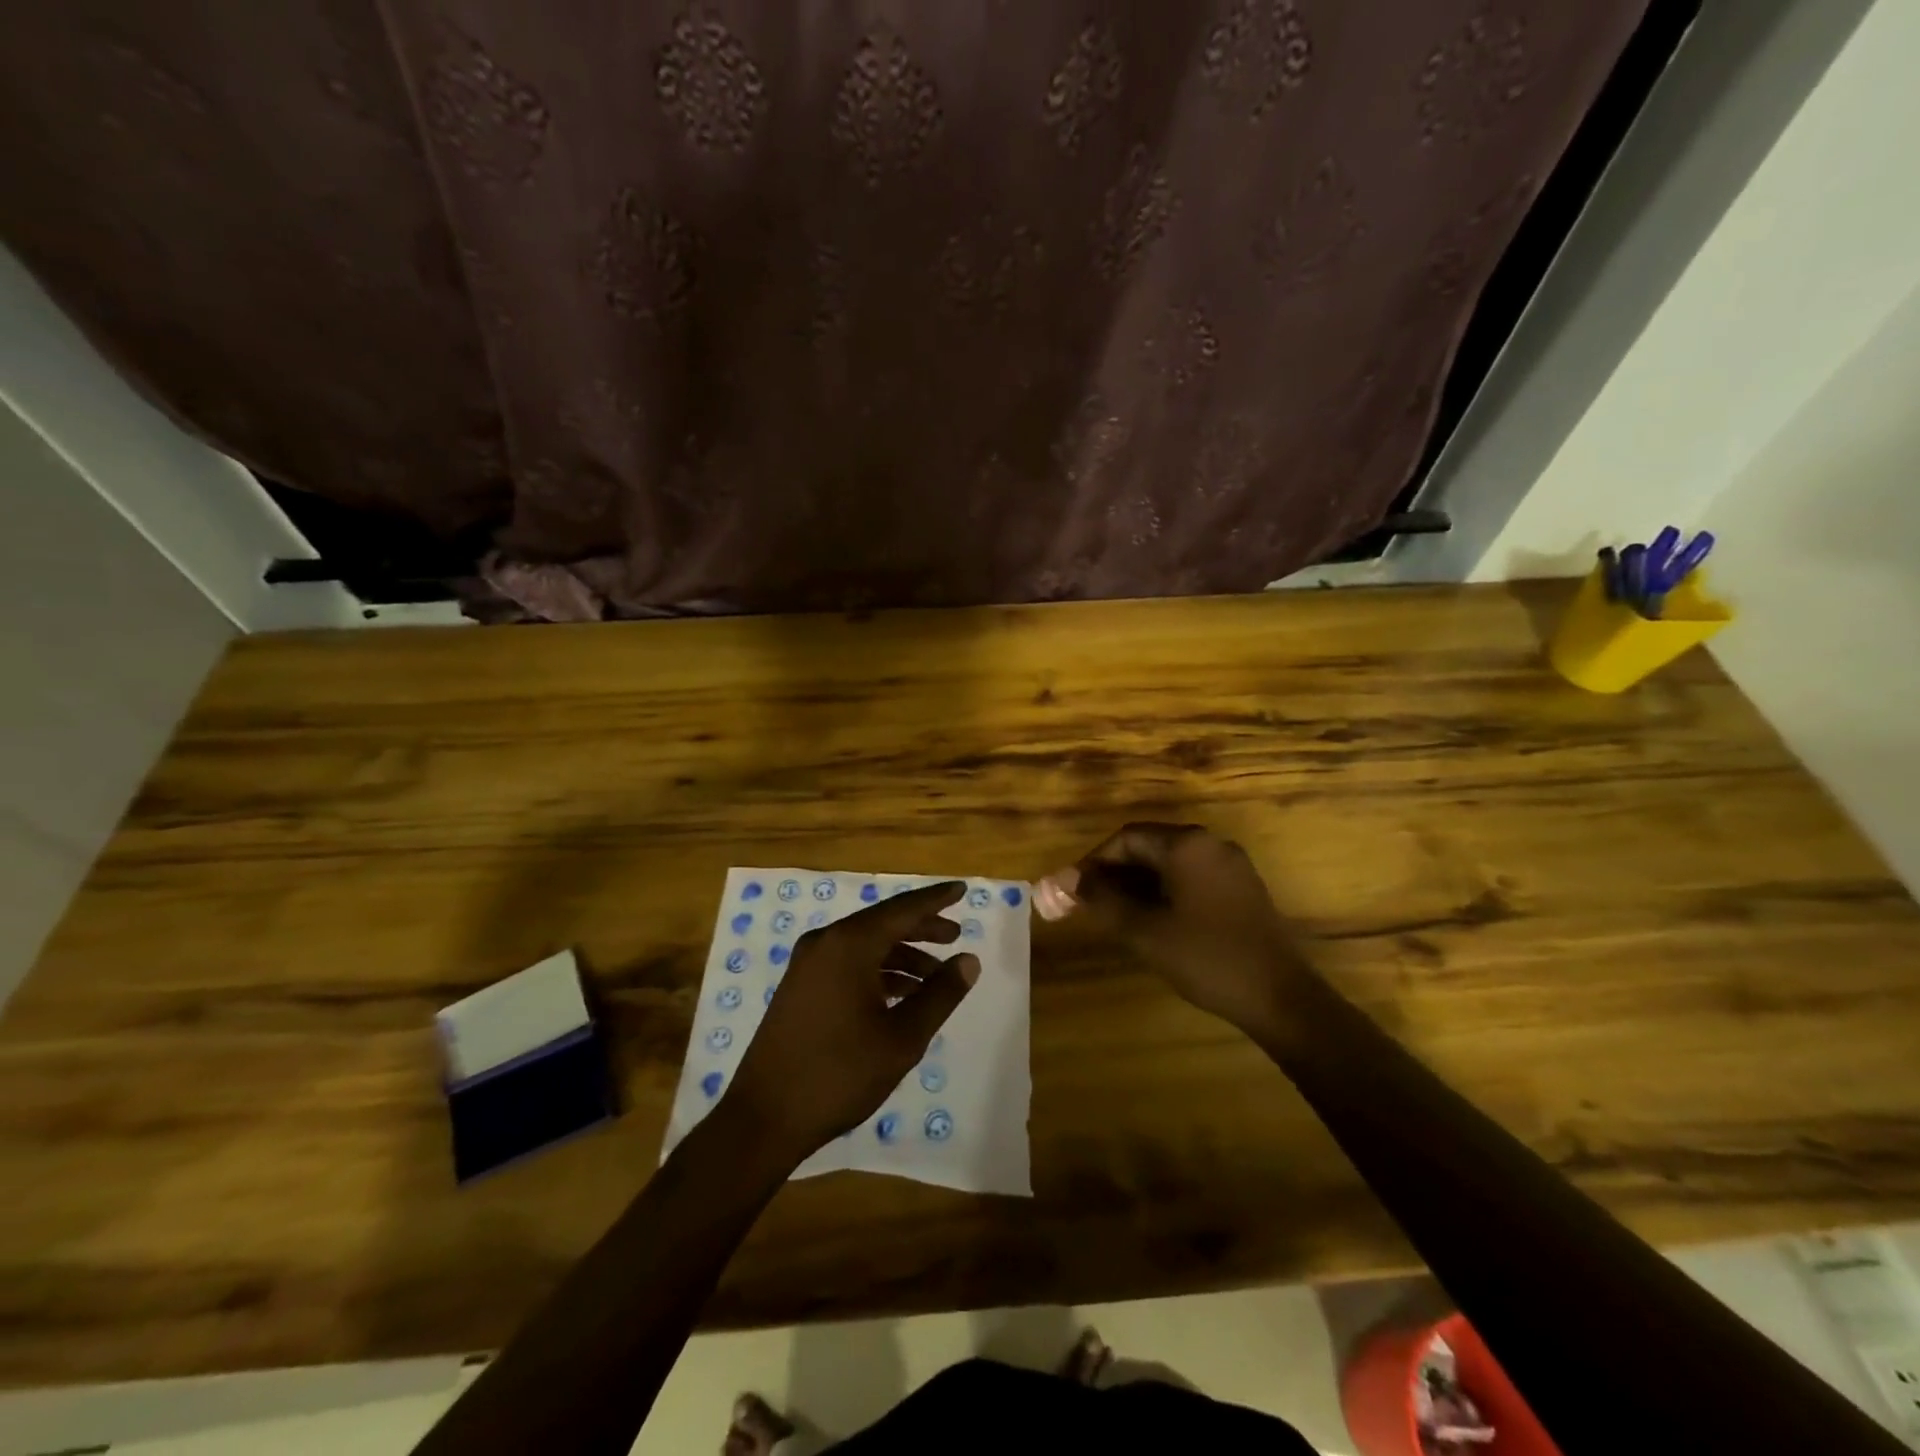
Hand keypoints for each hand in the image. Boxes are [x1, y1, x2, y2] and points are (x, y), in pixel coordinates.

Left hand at [724, 882, 978, 1164]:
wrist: (764, 1117)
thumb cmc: (839, 1074)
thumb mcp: (902, 1037)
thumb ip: (940, 994)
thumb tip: (969, 960)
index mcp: (849, 944)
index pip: (903, 909)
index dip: (936, 899)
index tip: (961, 888)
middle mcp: (825, 943)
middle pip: (883, 924)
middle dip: (921, 929)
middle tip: (955, 936)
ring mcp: (808, 965)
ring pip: (865, 946)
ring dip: (902, 957)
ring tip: (935, 980)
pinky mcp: (800, 987)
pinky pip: (848, 964)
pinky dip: (878, 973)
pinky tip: (900, 998)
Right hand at [1038, 823, 1309, 1035]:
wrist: (1280, 997)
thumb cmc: (1205, 957)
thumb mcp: (1143, 930)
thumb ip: (1101, 900)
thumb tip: (1064, 880)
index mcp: (1186, 844)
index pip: (1126, 838)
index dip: (1094, 862)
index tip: (1073, 890)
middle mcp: (1210, 843)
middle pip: (1149, 846)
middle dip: (1115, 873)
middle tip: (1090, 905)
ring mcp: (1231, 865)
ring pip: (1170, 863)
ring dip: (1139, 884)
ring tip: (1116, 915)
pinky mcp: (1242, 888)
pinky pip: (1192, 877)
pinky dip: (1165, 891)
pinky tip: (1154, 920)